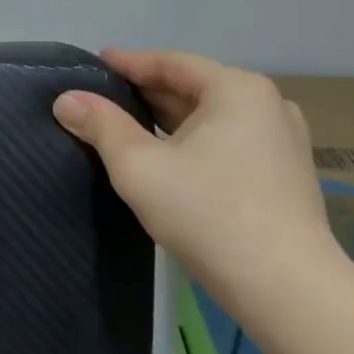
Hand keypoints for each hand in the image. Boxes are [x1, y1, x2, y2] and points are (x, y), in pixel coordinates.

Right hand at [53, 50, 345, 307]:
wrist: (287, 291)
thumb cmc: (209, 213)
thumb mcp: (139, 166)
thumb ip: (101, 126)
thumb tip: (65, 100)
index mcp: (237, 89)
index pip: (171, 63)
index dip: (128, 63)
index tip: (95, 62)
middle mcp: (268, 105)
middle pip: (193, 88)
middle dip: (146, 92)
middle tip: (103, 96)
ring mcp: (282, 142)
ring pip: (211, 118)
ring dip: (169, 120)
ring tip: (127, 124)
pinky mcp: (285, 176)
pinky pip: (228, 142)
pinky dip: (193, 141)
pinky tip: (168, 156)